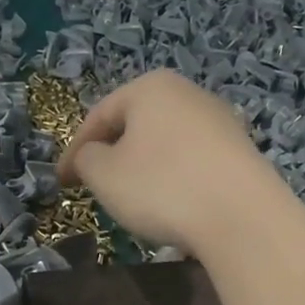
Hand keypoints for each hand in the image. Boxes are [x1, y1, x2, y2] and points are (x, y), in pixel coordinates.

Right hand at [57, 71, 296, 257]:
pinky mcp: (241, 151)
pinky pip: (193, 161)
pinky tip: (173, 205)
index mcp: (150, 87)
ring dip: (144, 167)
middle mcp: (188, 93)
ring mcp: (220, 120)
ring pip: (165, 143)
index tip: (61, 182)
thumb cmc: (162, 187)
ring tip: (133, 199)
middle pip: (136, 125)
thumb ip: (86, 159)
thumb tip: (92, 155)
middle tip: (95, 186)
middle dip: (112, 155)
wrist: (243, 217)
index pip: (99, 116)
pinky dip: (174, 178)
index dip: (74, 151)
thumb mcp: (104, 175)